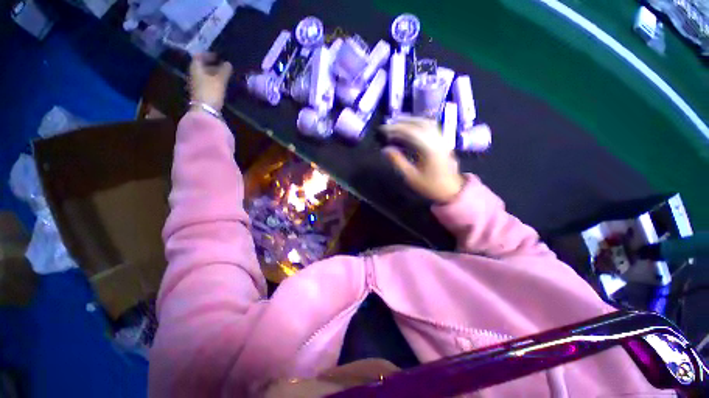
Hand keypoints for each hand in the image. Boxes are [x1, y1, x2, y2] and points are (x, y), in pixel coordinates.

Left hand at [189, 53, 232, 111]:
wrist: (205, 111)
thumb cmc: (211, 92)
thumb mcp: (219, 80)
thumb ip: (224, 71)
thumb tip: (228, 63)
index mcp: (195, 68)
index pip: (199, 57)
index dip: (208, 55)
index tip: (218, 56)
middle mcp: (194, 75)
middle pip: (202, 67)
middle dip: (212, 65)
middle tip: (224, 66)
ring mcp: (197, 85)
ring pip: (205, 76)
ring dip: (214, 74)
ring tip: (225, 75)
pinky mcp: (202, 93)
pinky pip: (207, 83)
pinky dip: (214, 82)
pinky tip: (221, 84)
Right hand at [381, 117, 464, 203]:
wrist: (452, 190)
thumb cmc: (430, 185)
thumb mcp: (411, 176)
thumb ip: (398, 161)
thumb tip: (385, 149)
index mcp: (428, 148)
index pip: (409, 131)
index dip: (395, 129)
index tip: (383, 130)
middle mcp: (436, 139)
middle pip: (418, 123)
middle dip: (401, 122)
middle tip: (388, 125)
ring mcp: (441, 139)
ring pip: (425, 122)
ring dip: (410, 121)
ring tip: (397, 124)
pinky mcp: (442, 141)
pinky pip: (430, 126)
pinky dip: (418, 124)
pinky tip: (411, 127)